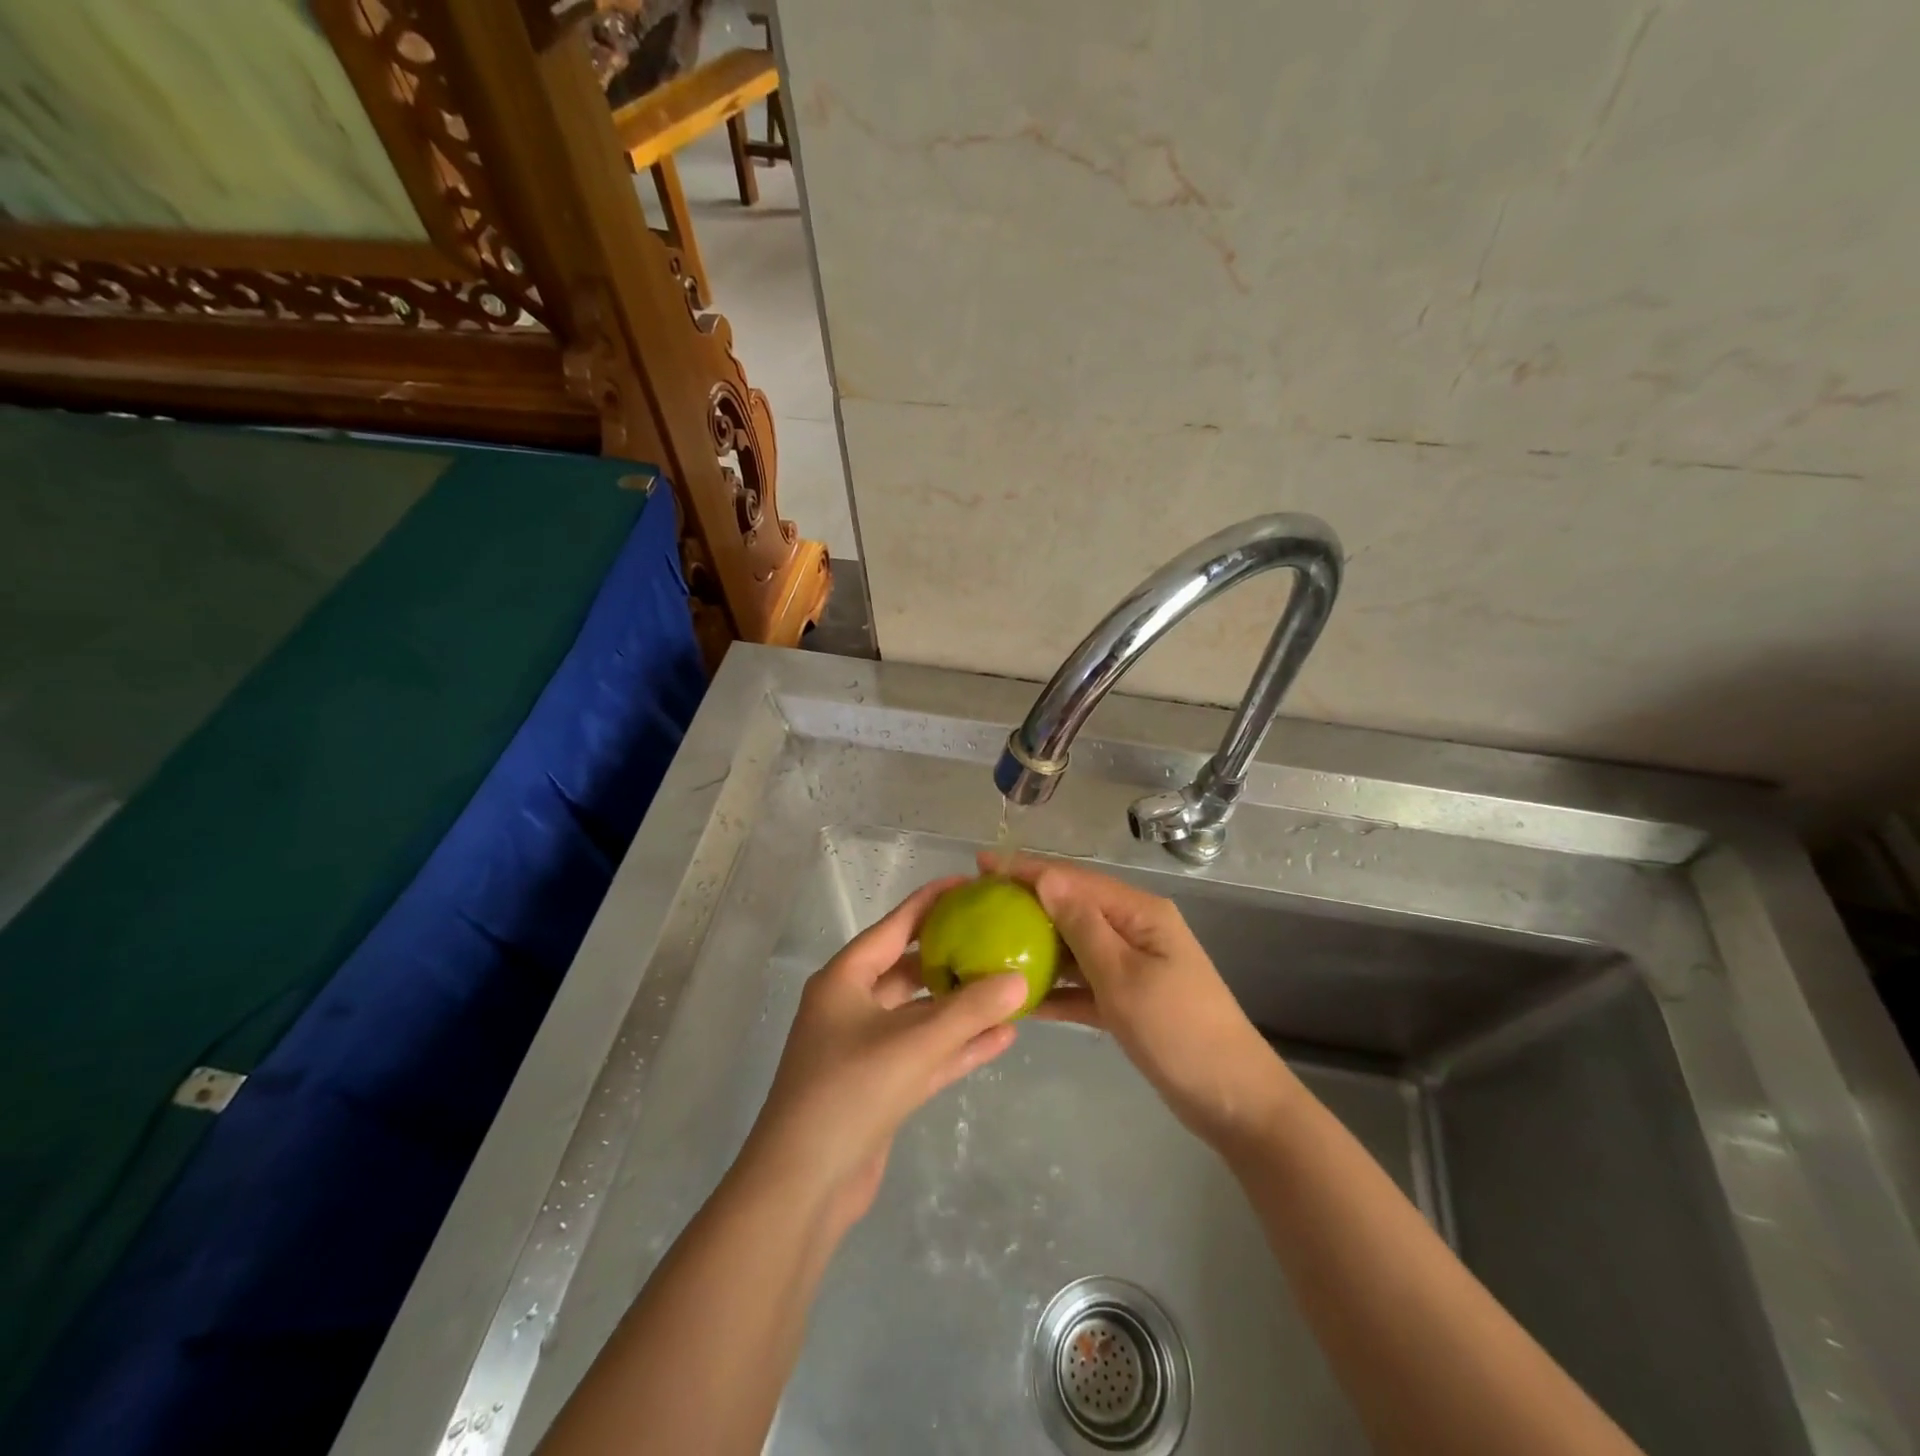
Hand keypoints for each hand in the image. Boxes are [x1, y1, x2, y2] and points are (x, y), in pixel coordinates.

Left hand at [738, 876, 1029, 1235]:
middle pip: (910, 969)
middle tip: (997, 937)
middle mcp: (852, 1006)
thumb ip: (969, 1010)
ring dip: (961, 1005)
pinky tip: (1002, 1037)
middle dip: (952, 956)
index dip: (932, 903)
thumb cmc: (849, 1092)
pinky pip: (925, 1053)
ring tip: (1009, 986)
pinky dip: (958, 1045)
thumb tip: (1019, 979)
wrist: (802, 1186)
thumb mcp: (913, 1044)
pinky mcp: (880, 1086)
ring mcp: (865, 1048)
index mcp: (844, 979)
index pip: (895, 926)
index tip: (970, 885)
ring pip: (921, 1014)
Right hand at [992, 853, 1298, 1155]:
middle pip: (1073, 908)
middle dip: (1027, 905)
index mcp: (1140, 913)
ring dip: (1036, 947)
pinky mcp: (1127, 999)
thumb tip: (1046, 878)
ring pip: (1075, 947)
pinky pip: (1083, 984)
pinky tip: (1020, 996)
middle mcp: (1134, 930)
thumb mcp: (1124, 976)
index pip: (1075, 880)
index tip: (982, 863)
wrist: (1232, 1101)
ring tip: (987, 945)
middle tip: (976, 906)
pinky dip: (1056, 989)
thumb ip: (1083, 926)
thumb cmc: (1178, 1031)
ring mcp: (1132, 966)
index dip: (1028, 869)